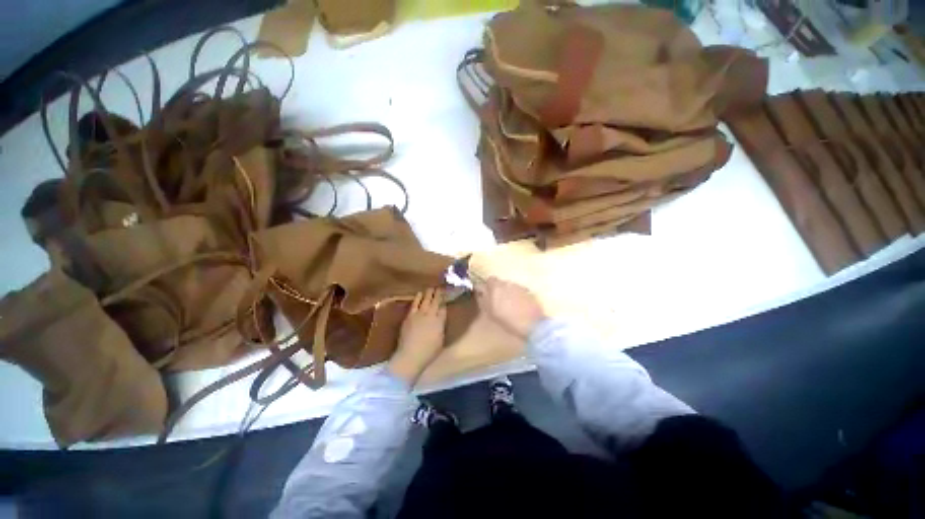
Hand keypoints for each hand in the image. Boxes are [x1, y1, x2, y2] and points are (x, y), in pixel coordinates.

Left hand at [389, 288, 446, 383]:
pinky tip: (419, 293)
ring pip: (425, 300)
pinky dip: (417, 298)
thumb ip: (441, 328)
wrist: (410, 355)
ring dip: (429, 293)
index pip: (443, 309)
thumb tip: (440, 321)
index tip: (446, 297)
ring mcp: (419, 314)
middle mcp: (431, 315)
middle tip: (440, 287)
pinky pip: (415, 304)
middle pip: (436, 301)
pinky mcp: (410, 316)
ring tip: (431, 288)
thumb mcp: (441, 340)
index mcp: (440, 322)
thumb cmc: (428, 352)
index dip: (444, 302)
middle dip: (438, 294)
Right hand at [475, 277, 546, 338]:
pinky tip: (518, 307)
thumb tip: (480, 291)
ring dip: (508, 293)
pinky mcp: (529, 292)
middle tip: (498, 301)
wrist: (532, 324)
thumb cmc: (508, 320)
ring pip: (510, 287)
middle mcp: (508, 283)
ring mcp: (519, 287)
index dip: (488, 286)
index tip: (487, 294)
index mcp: (496, 287)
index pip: (489, 279)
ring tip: (509, 305)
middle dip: (498, 290)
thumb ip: (483, 299)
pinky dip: (517, 296)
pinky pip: (519, 291)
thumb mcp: (491, 312)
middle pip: (500, 283)